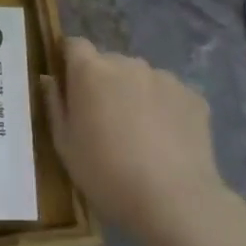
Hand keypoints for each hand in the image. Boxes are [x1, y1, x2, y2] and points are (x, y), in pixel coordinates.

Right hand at [42, 37, 232, 238]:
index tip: (69, 86)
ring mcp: (165, 78)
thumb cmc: (105, 174)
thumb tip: (51, 81)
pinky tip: (167, 142)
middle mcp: (127, 63)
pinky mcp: (194, 96)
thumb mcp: (64, 145)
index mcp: (90, 71)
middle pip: (109, 62)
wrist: (173, 201)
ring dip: (135, 95)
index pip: (74, 44)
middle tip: (104, 120)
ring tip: (140, 135)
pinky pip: (169, 95)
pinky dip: (164, 109)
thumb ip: (55, 105)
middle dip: (104, 83)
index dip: (69, 61)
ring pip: (141, 78)